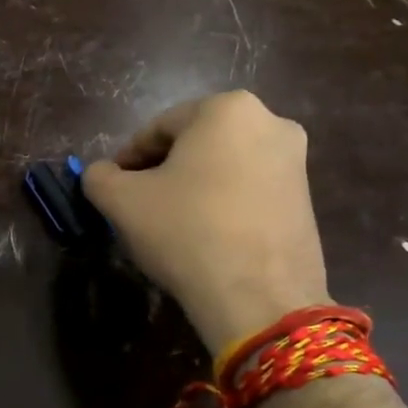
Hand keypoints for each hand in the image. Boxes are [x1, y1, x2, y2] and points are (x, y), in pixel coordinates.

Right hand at [81, 91, 328, 356]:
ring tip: (170, 224)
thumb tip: (101, 174)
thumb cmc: (186, 232)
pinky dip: (223, 204)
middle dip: (163, 171)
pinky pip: (249, 190)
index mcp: (227, 108)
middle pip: (194, 144)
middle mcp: (270, 122)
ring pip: (223, 167)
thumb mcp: (121, 201)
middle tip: (139, 206)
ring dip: (193, 187)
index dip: (128, 159)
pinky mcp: (307, 200)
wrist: (259, 299)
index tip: (113, 189)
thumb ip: (99, 177)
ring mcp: (296, 162)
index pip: (158, 129)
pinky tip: (204, 237)